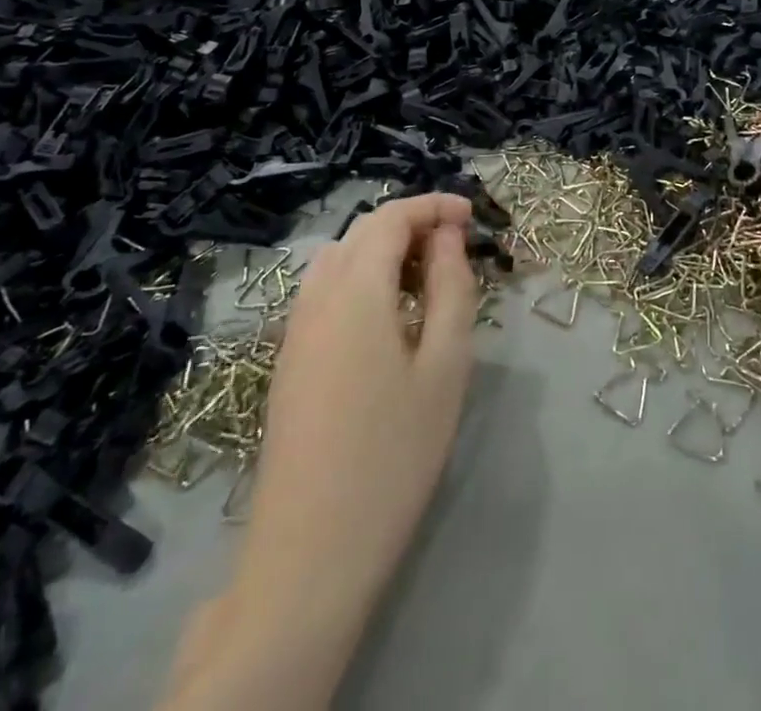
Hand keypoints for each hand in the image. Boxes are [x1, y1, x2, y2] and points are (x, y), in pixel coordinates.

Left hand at [168, 194, 477, 710]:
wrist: (310, 555)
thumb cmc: (393, 454)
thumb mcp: (444, 365)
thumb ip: (451, 288)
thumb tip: (448, 236)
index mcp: (354, 290)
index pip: (391, 217)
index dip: (433, 205)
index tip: (472, 215)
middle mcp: (315, 298)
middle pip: (362, 232)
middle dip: (411, 225)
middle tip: (456, 248)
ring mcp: (295, 332)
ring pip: (339, 261)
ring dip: (383, 252)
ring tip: (426, 282)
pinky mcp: (288, 364)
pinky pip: (325, 293)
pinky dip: (361, 281)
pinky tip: (389, 322)